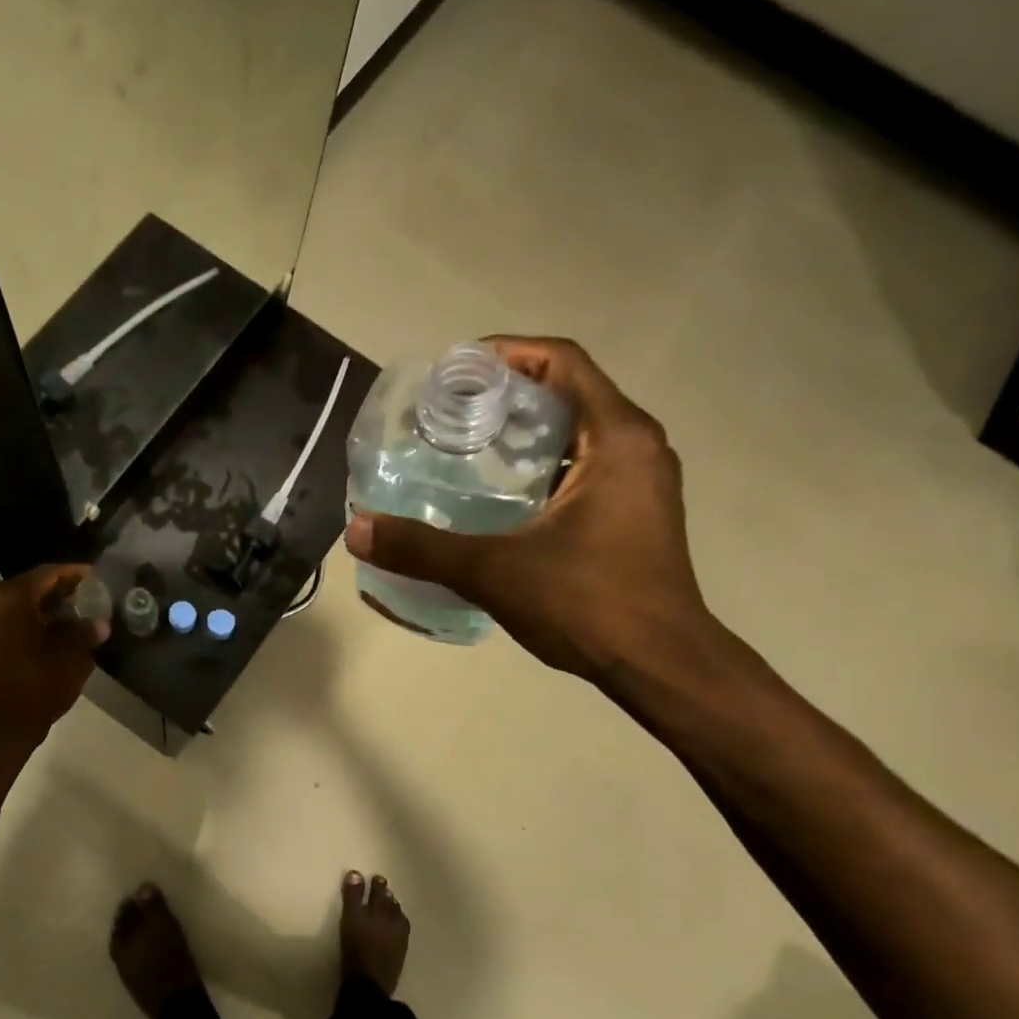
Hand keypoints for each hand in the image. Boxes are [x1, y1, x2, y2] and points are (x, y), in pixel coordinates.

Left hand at [0, 564, 108, 753]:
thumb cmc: (36, 686)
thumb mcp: (72, 657)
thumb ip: (85, 632)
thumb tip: (98, 623)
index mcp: (10, 597)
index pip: (47, 575)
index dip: (73, 574)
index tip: (92, 576)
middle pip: (27, 588)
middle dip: (55, 592)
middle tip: (82, 597)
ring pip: (12, 606)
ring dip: (37, 609)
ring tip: (66, 617)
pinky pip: (0, 622)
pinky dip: (21, 623)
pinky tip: (44, 634)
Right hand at [344, 337, 712, 680]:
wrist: (661, 665)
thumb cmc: (589, 604)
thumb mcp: (495, 572)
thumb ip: (422, 549)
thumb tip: (357, 531)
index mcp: (617, 438)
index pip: (561, 362)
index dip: (506, 353)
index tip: (454, 372)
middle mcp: (637, 447)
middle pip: (567, 392)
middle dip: (506, 394)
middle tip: (449, 415)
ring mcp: (642, 481)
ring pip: (577, 432)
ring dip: (525, 432)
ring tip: (466, 450)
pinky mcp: (636, 513)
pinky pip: (584, 465)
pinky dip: (542, 465)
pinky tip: (501, 497)